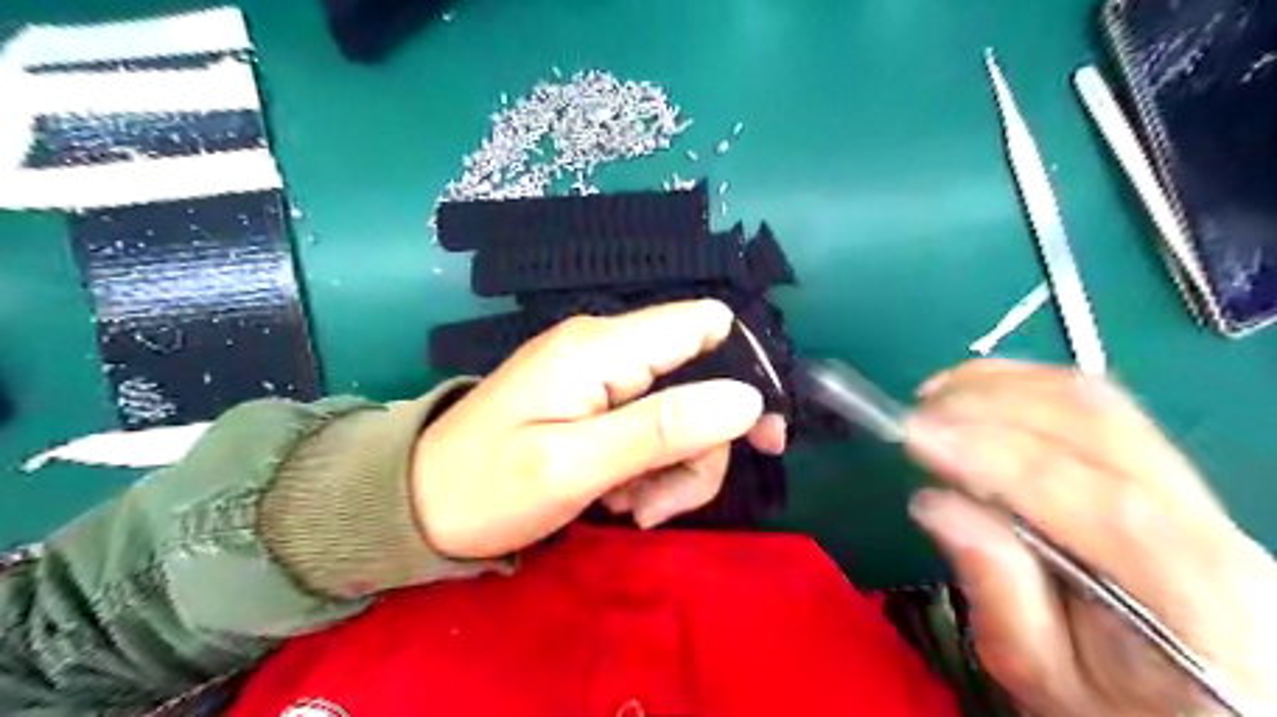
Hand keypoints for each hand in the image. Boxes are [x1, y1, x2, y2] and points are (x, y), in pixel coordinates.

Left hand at [416, 299, 783, 561]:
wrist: (417, 505)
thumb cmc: (486, 487)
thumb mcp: (574, 465)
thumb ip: (662, 427)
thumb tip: (746, 399)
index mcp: (602, 348)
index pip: (707, 324)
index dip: (744, 371)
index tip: (757, 437)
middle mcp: (608, 347)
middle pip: (702, 377)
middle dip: (700, 444)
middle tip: (664, 500)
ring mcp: (601, 375)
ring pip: (681, 411)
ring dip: (672, 467)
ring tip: (628, 507)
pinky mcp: (595, 402)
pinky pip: (650, 427)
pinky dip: (649, 468)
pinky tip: (617, 497)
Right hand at [901, 361, 1276, 712]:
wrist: (1215, 712)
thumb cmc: (1122, 706)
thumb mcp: (1046, 679)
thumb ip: (998, 592)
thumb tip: (934, 505)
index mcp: (1186, 592)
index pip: (1090, 496)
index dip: (993, 454)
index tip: (913, 437)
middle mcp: (1203, 523)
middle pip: (1096, 426)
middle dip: (989, 405)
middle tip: (914, 417)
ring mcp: (1194, 489)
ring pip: (1095, 401)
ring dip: (1002, 385)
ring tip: (934, 397)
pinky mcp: (1165, 471)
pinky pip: (1095, 404)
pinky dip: (1024, 384)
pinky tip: (977, 394)